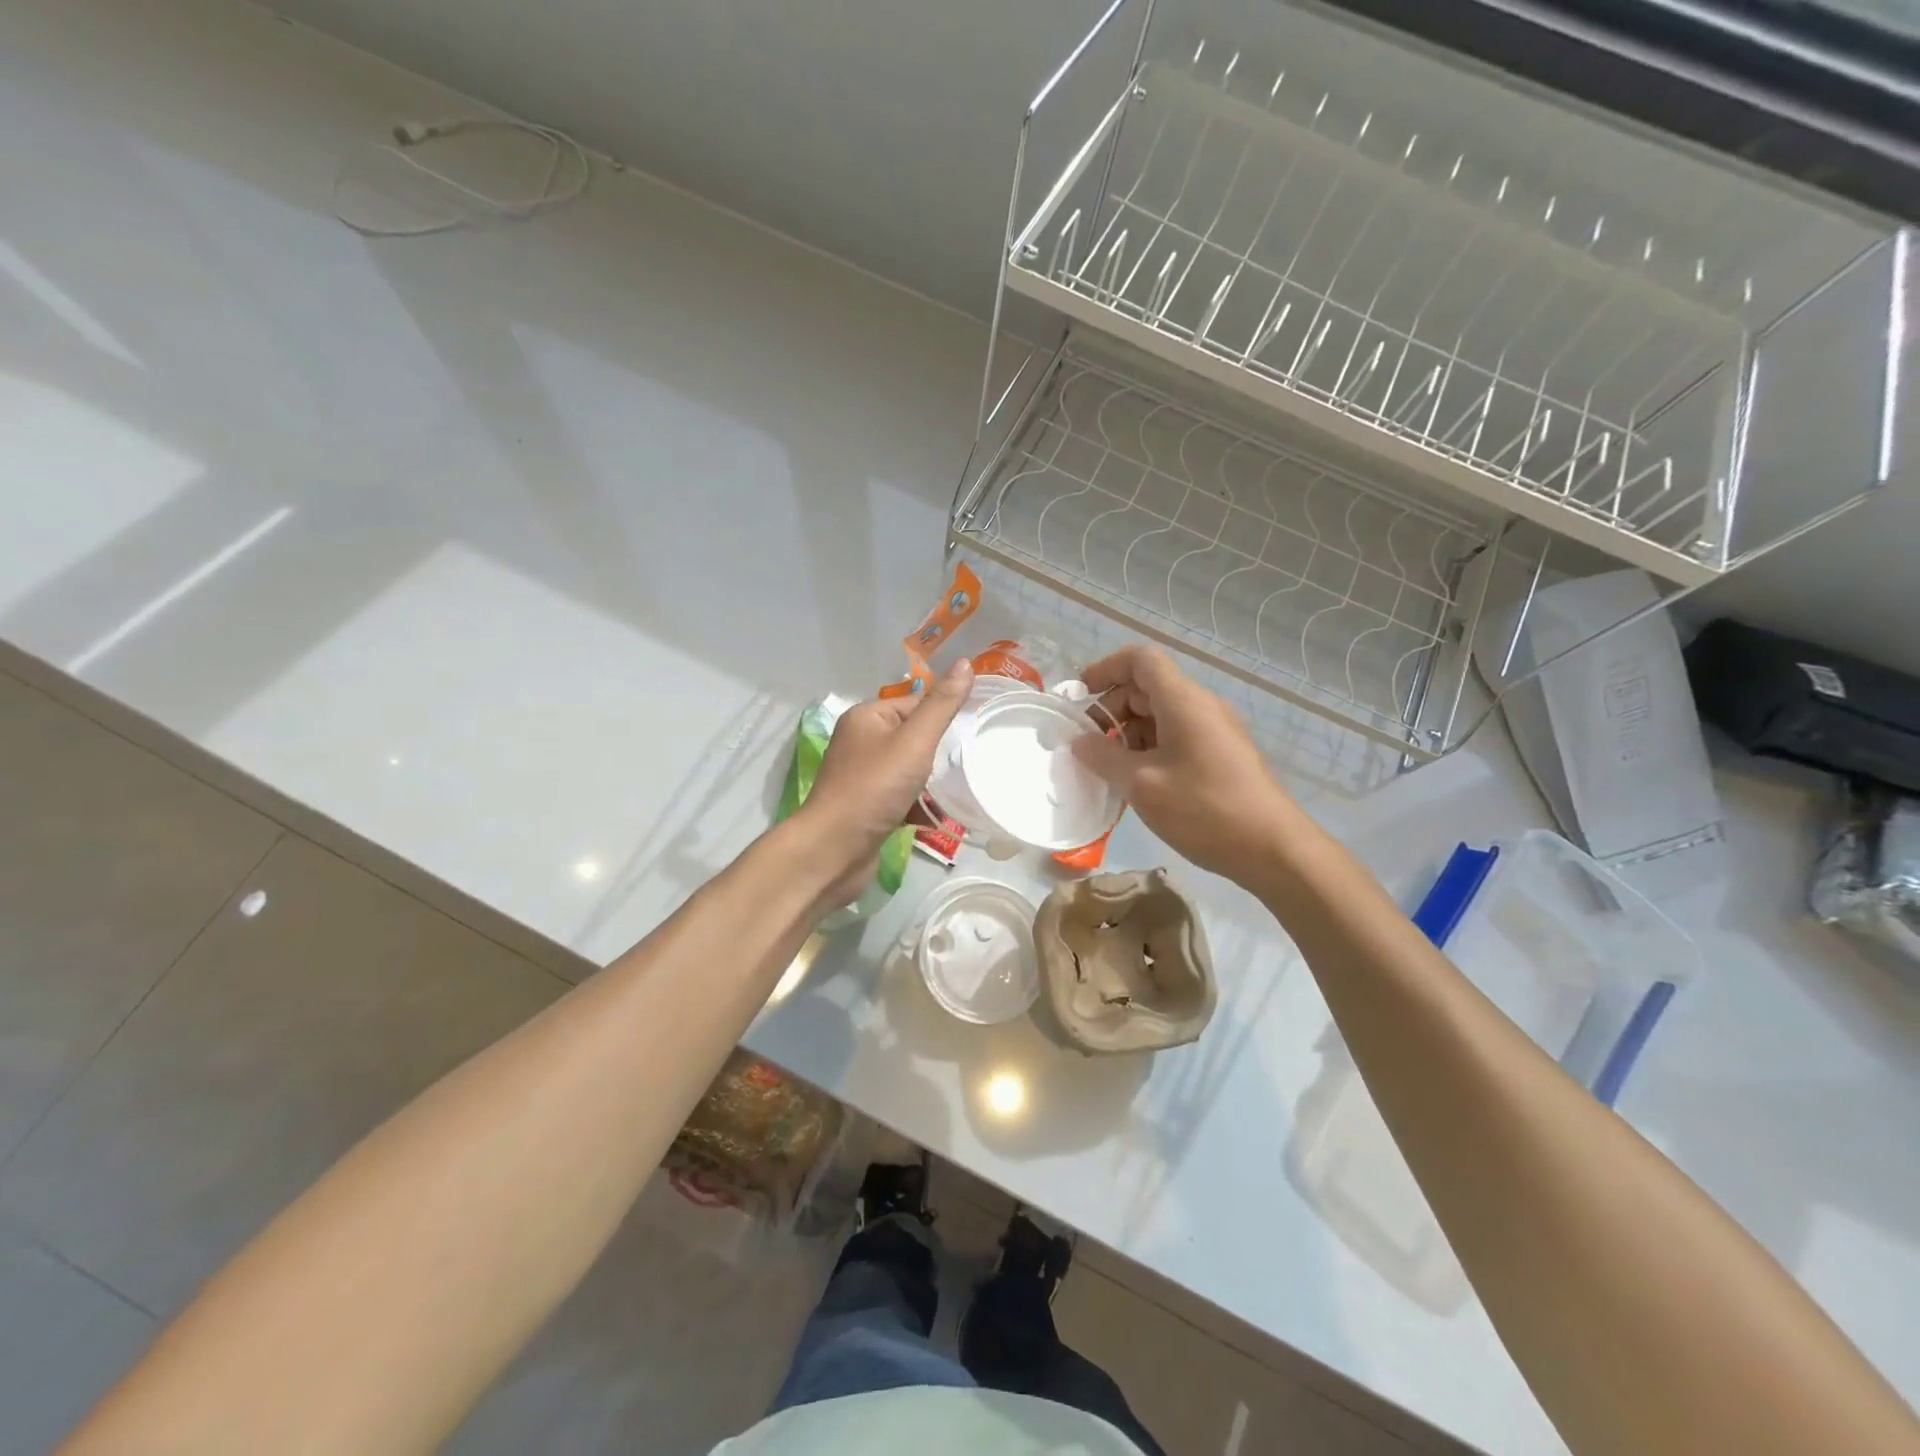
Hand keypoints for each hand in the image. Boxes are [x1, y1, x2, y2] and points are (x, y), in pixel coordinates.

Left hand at [799, 658, 973, 900]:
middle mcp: (860, 741)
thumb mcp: (914, 742)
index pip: (915, 703)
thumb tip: (966, 663)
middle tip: (969, 762)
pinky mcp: (866, 806)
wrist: (834, 850)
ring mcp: (861, 776)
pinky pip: (901, 796)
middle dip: (940, 751)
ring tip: (959, 790)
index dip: (943, 715)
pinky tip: (938, 817)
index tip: (974, 731)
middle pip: (913, 736)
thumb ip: (941, 706)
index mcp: (867, 717)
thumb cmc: (874, 788)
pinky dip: (919, 804)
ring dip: (931, 781)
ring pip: (909, 769)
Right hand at [1071, 645, 1303, 882]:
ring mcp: (1214, 730)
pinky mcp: (1221, 754)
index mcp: (1182, 701)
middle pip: (1148, 686)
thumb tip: (1079, 742)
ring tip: (1109, 768)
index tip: (1080, 696)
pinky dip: (1149, 747)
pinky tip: (1138, 782)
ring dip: (1128, 732)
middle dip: (1112, 708)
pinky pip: (1176, 735)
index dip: (1105, 668)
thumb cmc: (1205, 810)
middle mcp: (1201, 706)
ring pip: (1161, 714)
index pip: (1140, 659)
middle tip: (1089, 744)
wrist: (1274, 849)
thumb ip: (1104, 757)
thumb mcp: (1142, 785)